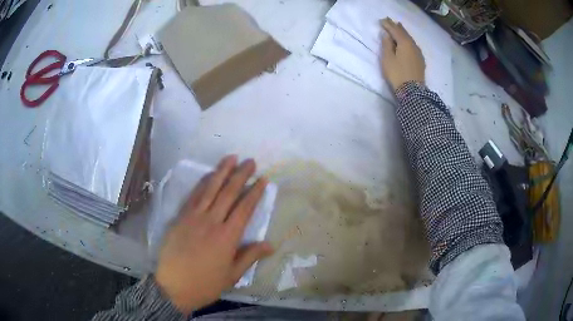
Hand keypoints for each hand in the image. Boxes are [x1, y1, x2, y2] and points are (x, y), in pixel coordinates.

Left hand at [155, 155, 273, 313]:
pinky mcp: (180, 218)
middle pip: (228, 193)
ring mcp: (193, 217)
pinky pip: (193, 196)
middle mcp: (211, 222)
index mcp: (227, 237)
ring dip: (221, 172)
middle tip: (250, 161)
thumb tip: (271, 244)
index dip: (255, 192)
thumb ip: (250, 256)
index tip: (263, 179)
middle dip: (241, 175)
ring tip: (231, 158)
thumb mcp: (232, 275)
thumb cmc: (205, 284)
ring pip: (210, 189)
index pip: (244, 208)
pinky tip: (208, 175)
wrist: (173, 286)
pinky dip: (202, 183)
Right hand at [380, 18, 425, 90]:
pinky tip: (407, 41)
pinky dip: (408, 40)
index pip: (395, 30)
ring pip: (410, 39)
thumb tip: (387, 35)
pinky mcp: (420, 60)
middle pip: (404, 33)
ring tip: (398, 28)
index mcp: (404, 43)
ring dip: (403, 33)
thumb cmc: (397, 74)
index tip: (381, 21)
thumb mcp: (388, 59)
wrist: (412, 91)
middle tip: (389, 21)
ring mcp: (418, 53)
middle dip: (396, 27)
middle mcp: (413, 45)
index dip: (388, 25)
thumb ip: (387, 45)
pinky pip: (413, 45)